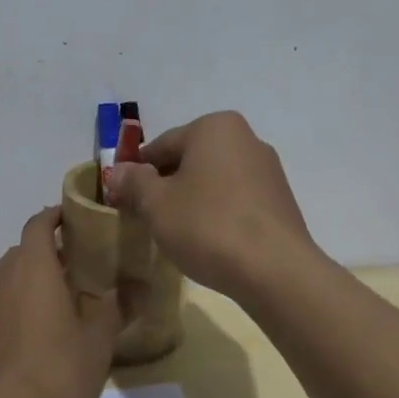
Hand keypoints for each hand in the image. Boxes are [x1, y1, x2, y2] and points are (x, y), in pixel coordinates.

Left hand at [0, 207, 121, 397]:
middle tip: (79, 270)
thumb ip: (114, 309)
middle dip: (49, 255)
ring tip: (59, 306)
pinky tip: (33, 340)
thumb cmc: (54, 373)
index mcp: (32, 267)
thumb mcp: (97, 343)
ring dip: (31, 284)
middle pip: (24, 252)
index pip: (39, 224)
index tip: (77, 220)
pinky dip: (15, 310)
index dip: (56, 217)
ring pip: (8, 281)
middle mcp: (1, 277)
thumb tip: (133, 287)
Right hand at [107, 111, 315, 300]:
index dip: (136, 173)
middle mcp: (246, 138)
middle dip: (166, 186)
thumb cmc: (208, 225)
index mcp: (214, 127)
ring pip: (213, 180)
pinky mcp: (280, 200)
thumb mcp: (157, 204)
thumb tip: (118, 171)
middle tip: (147, 218)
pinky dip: (217, 213)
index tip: (122, 200)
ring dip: (192, 200)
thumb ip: (134, 182)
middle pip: (189, 160)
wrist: (275, 270)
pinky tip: (208, 240)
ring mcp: (268, 169)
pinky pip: (236, 199)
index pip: (161, 146)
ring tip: (177, 233)